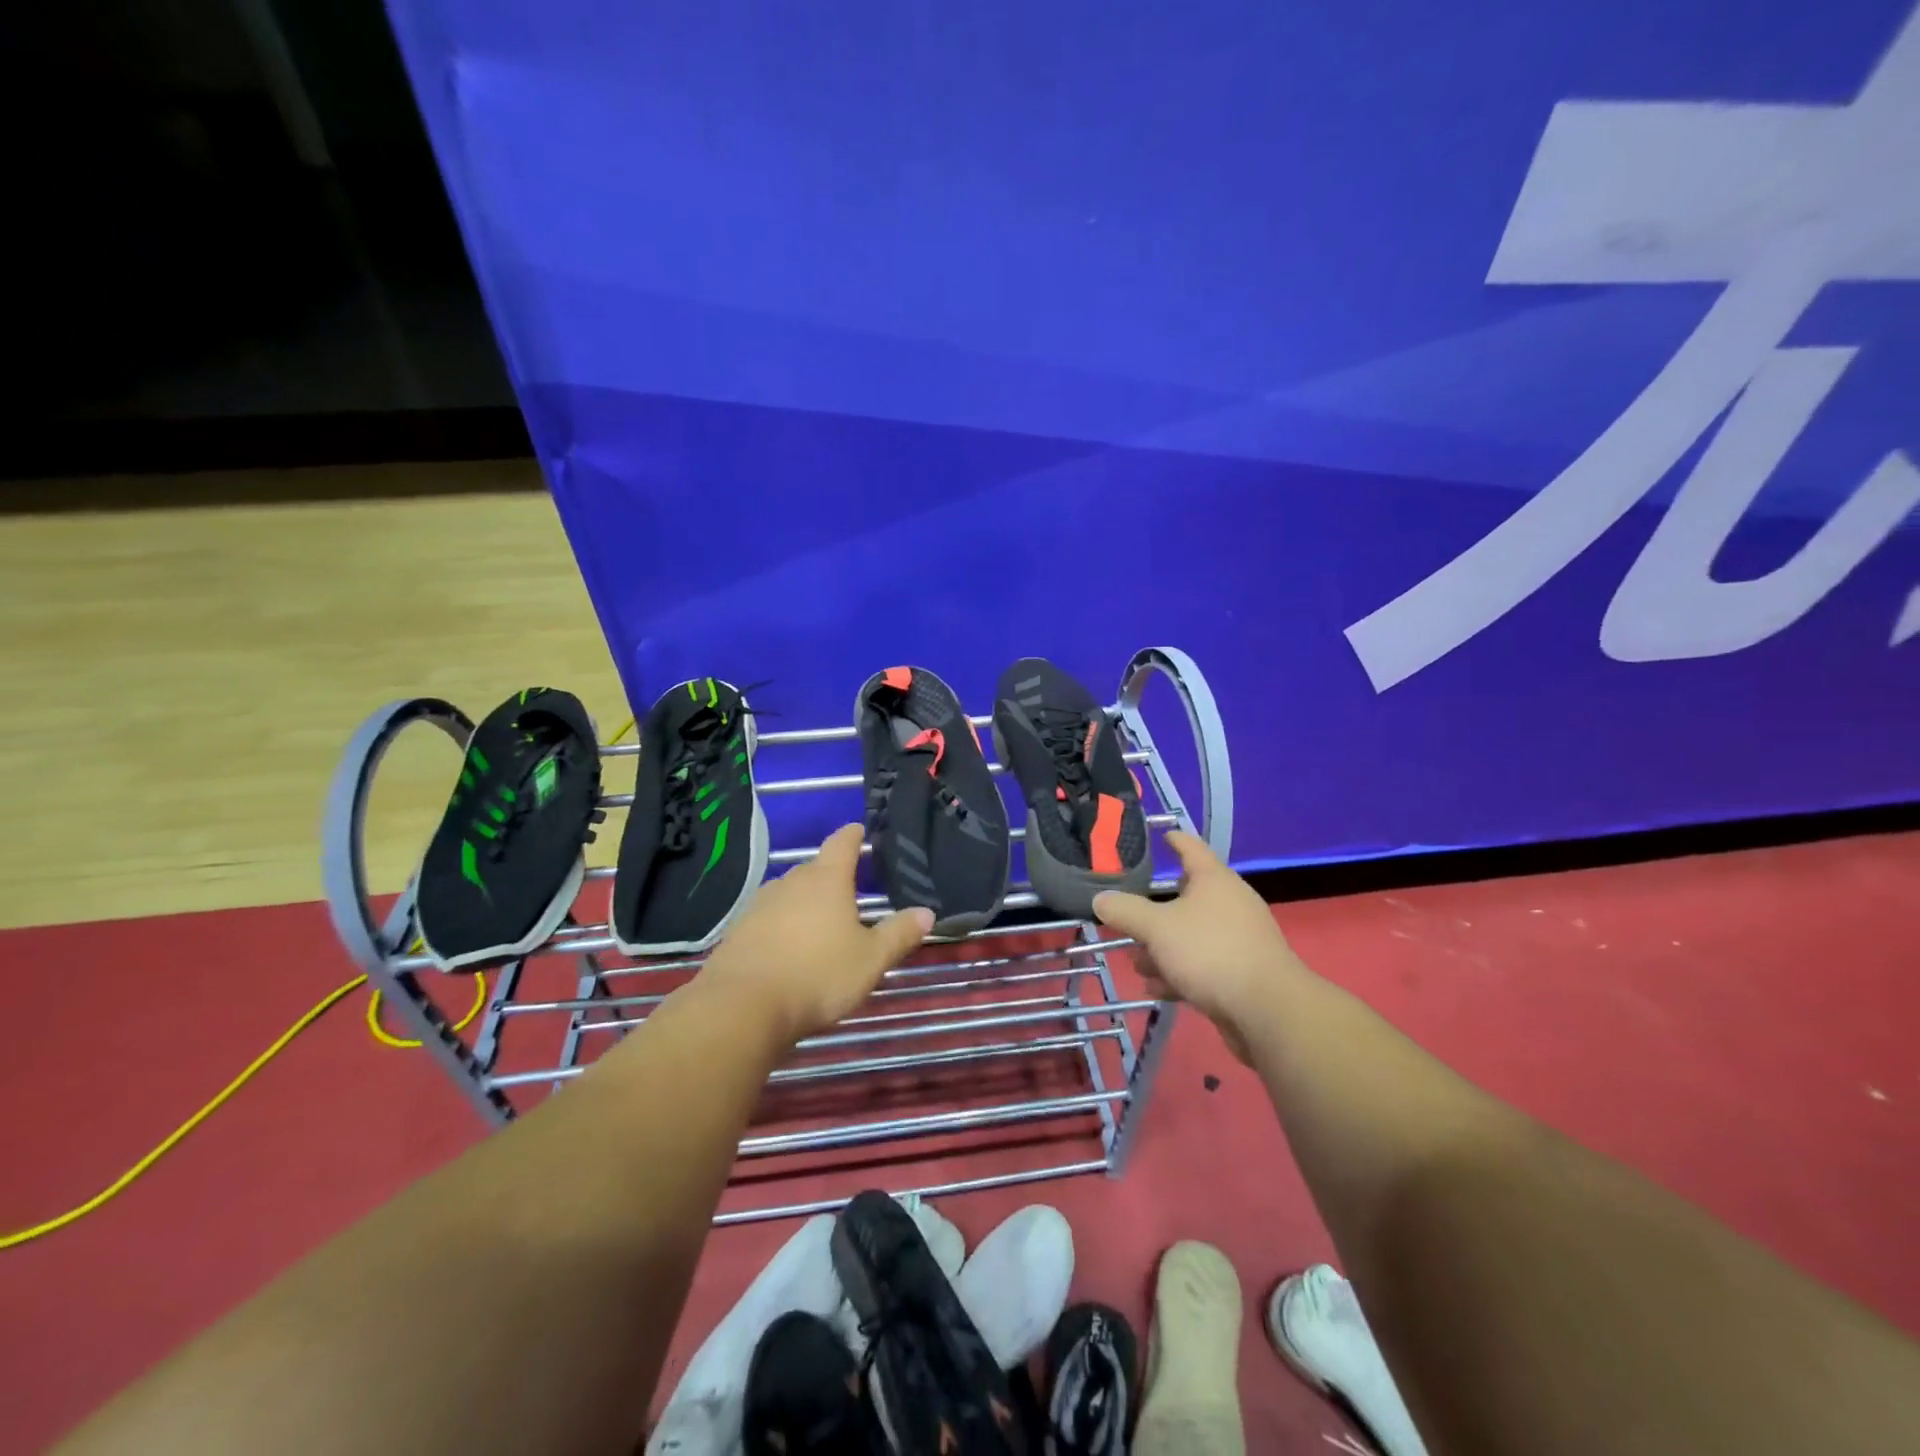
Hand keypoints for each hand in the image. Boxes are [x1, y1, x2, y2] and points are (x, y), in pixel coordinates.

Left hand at [698, 823, 933, 1043]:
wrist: (742, 1007)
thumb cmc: (817, 975)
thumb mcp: (870, 959)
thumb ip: (899, 934)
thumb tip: (927, 912)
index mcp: (826, 880)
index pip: (842, 844)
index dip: (853, 835)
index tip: (859, 829)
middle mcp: (790, 883)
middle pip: (813, 869)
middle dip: (830, 875)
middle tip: (848, 889)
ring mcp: (758, 906)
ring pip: (787, 894)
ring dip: (803, 902)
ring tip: (818, 921)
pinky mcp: (737, 932)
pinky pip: (766, 920)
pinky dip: (779, 926)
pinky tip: (786, 949)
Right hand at [1093, 831, 1304, 1062]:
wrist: (1267, 1010)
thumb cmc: (1210, 952)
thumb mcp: (1157, 928)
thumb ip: (1125, 911)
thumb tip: (1100, 899)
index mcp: (1214, 880)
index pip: (1191, 848)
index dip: (1174, 840)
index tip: (1161, 834)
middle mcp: (1230, 904)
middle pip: (1187, 897)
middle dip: (1154, 912)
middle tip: (1128, 918)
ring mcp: (1239, 939)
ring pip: (1192, 935)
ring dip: (1163, 948)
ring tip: (1138, 964)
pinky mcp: (1242, 972)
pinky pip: (1203, 964)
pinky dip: (1180, 972)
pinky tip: (1159, 989)